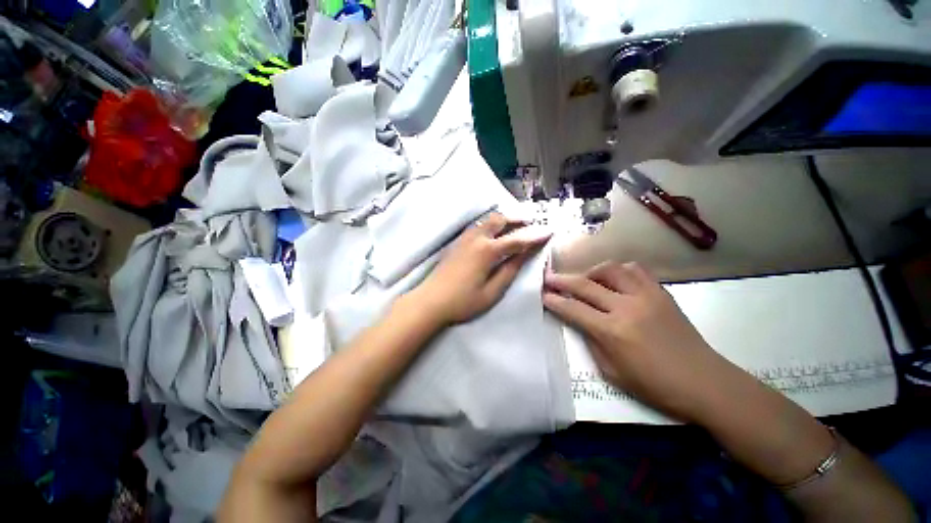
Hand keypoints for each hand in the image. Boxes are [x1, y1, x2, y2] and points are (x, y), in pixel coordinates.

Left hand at [413, 212, 549, 324]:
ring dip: (504, 219)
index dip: (535, 235)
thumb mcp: (492, 291)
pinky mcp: (457, 242)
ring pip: (488, 220)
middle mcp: (476, 238)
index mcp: (487, 251)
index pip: (517, 239)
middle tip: (532, 223)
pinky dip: (491, 223)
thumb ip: (509, 270)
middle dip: (518, 219)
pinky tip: (494, 232)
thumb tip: (525, 254)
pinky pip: (478, 225)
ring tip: (516, 225)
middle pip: (500, 220)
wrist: (430, 301)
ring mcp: (465, 238)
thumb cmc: (463, 301)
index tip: (549, 231)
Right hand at [543, 261, 732, 422]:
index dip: (554, 300)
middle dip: (562, 280)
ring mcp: (646, 295)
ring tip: (586, 281)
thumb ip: (592, 341)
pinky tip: (615, 281)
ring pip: (610, 269)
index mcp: (612, 331)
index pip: (573, 309)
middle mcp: (626, 307)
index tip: (542, 294)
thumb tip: (580, 321)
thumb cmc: (655, 385)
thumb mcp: (612, 372)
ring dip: (591, 272)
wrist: (705, 382)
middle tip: (549, 277)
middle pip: (585, 284)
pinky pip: (635, 270)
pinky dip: (619, 271)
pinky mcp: (661, 292)